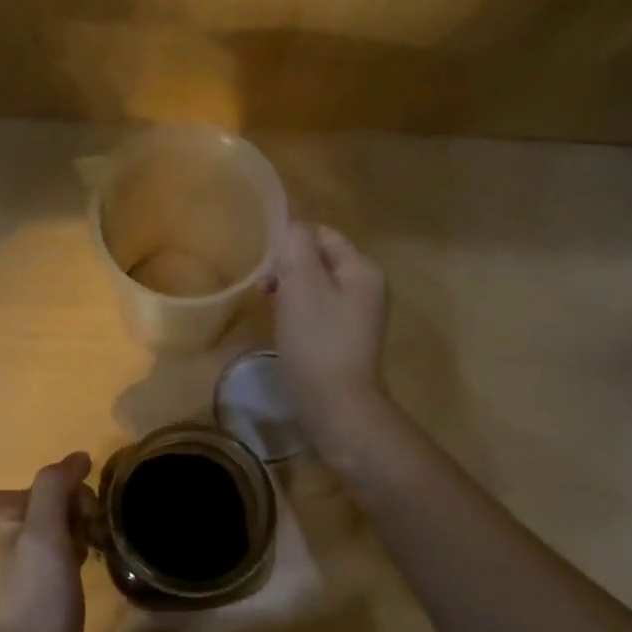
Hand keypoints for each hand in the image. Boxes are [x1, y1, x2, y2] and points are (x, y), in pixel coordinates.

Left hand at [0, 453, 92, 631]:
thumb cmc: (37, 595)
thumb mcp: (46, 533)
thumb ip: (56, 485)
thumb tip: (79, 456)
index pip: (57, 481)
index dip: (79, 503)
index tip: (82, 533)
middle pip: (59, 499)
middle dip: (79, 520)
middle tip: (81, 552)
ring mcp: (10, 547)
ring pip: (63, 521)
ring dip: (79, 537)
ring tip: (77, 568)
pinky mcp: (25, 571)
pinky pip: (59, 543)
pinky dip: (73, 553)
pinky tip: (73, 576)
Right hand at [268, 223, 392, 448]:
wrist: (336, 404)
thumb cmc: (317, 340)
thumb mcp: (301, 284)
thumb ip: (296, 246)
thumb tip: (292, 227)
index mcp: (362, 268)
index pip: (322, 234)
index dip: (290, 243)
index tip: (266, 265)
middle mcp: (367, 287)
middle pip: (319, 260)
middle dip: (288, 268)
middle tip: (264, 289)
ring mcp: (359, 315)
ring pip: (316, 287)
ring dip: (290, 292)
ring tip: (270, 309)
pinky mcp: (346, 339)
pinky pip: (318, 312)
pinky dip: (298, 313)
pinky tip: (283, 328)